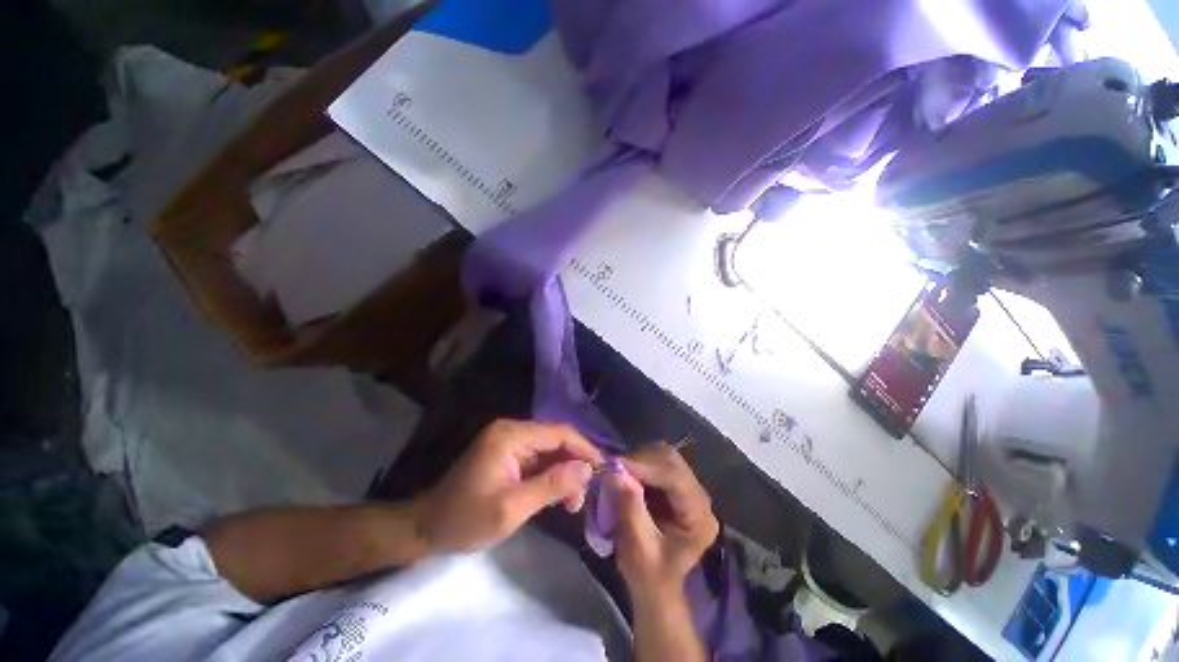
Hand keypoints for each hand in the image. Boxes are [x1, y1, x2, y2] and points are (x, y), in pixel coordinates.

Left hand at [417, 419, 602, 553]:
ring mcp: (510, 440)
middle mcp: (513, 430)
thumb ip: (551, 485)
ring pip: (550, 449)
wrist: (428, 527)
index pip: (559, 433)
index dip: (585, 449)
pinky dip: (552, 475)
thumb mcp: (512, 508)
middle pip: (556, 439)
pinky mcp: (509, 453)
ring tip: (574, 502)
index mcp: (511, 436)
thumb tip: (588, 469)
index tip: (605, 470)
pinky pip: (539, 458)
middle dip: (576, 464)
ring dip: (565, 471)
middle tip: (586, 495)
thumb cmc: (467, 519)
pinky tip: (559, 495)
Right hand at [611, 444, 718, 599]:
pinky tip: (626, 473)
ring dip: (638, 460)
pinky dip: (638, 463)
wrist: (657, 589)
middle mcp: (699, 496)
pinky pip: (656, 461)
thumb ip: (630, 511)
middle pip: (672, 460)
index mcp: (699, 517)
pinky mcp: (674, 484)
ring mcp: (687, 487)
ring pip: (664, 456)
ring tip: (618, 471)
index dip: (646, 468)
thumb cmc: (650, 577)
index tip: (616, 466)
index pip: (676, 478)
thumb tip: (615, 473)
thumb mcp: (639, 550)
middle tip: (614, 468)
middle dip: (641, 460)